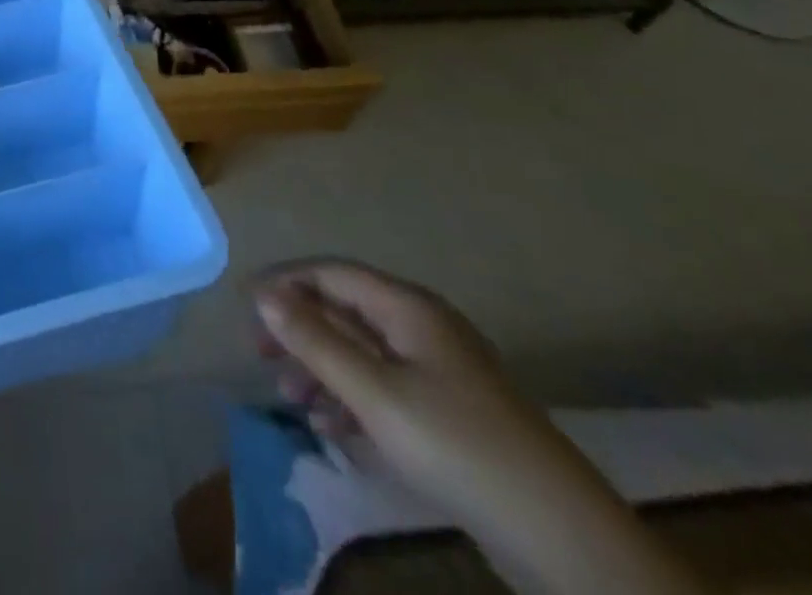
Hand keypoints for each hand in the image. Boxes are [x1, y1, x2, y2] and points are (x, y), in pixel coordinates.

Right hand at [254, 261, 700, 594]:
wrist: (564, 538)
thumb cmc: (457, 446)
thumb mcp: (374, 393)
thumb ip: (315, 341)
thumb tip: (263, 296)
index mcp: (408, 308)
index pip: (332, 273)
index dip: (286, 283)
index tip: (246, 306)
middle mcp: (422, 328)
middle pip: (345, 312)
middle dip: (300, 331)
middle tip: (262, 356)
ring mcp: (439, 372)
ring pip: (363, 354)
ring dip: (322, 370)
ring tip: (290, 400)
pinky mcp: (450, 414)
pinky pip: (385, 389)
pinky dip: (352, 400)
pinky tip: (331, 428)